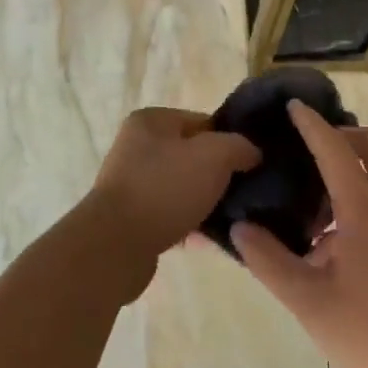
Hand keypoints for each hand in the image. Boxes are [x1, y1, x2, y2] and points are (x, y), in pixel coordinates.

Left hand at [83, 108, 259, 287]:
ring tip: (232, 220)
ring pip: (184, 188)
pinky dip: (191, 224)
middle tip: (244, 194)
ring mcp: (132, 183)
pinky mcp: (132, 217)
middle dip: (219, 175)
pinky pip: (172, 215)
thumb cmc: (165, 189)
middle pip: (193, 156)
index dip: (230, 141)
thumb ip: (239, 146)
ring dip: (206, 203)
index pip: (203, 122)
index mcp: (151, 121)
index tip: (250, 165)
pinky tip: (211, 240)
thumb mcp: (214, 156)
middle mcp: (136, 147)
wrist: (115, 247)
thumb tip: (251, 153)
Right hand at [233, 101, 367, 367]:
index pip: (334, 148)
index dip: (311, 123)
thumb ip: (269, 261)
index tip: (292, 105)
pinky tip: (337, 235)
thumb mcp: (308, 302)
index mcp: (365, 208)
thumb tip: (240, 227)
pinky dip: (365, 190)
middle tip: (306, 153)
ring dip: (353, 166)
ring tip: (314, 202)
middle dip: (341, 135)